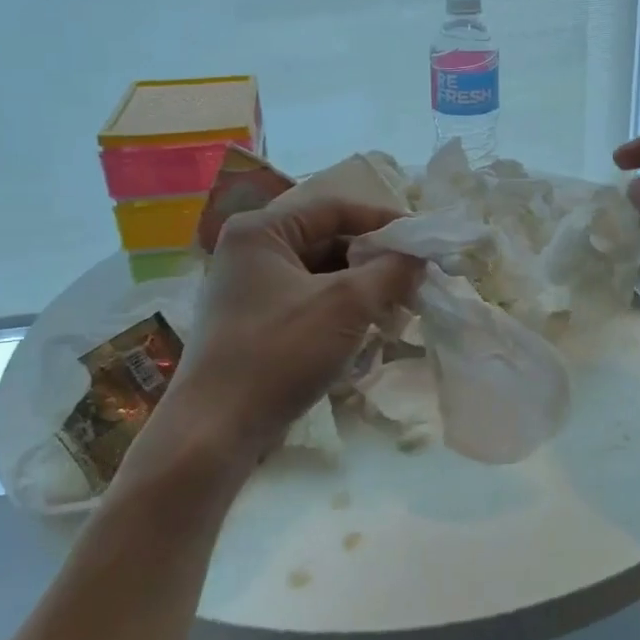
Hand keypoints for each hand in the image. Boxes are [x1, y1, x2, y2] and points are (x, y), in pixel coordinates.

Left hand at [144, 198, 422, 476]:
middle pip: (329, 240)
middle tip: (416, 277)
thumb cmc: (280, 352)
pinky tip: (371, 328)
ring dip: (362, 286)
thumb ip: (391, 271)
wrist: (216, 431)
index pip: (335, 209)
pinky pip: (310, 301)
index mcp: (262, 231)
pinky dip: (342, 309)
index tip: (423, 240)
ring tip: (400, 305)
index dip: (384, 220)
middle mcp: (251, 251)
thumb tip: (420, 256)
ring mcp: (250, 289)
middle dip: (375, 259)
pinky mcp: (256, 323)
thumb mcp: (347, 304)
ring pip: (322, 274)